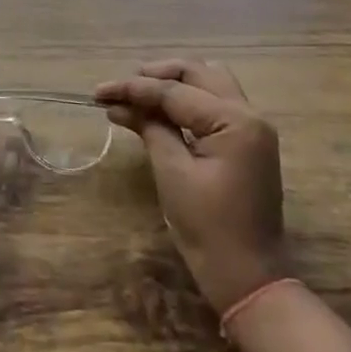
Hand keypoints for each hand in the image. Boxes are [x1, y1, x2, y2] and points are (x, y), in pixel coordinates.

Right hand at [95, 60, 288, 314]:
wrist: (249, 279)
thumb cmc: (209, 229)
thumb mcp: (173, 174)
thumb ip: (150, 128)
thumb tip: (119, 103)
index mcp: (235, 120)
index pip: (175, 90)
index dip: (134, 88)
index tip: (98, 91)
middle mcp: (249, 113)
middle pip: (197, 73)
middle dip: (156, 75)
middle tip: (121, 88)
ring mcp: (252, 127)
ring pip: (208, 82)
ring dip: (173, 83)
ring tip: (138, 95)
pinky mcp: (247, 142)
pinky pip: (214, 104)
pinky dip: (187, 101)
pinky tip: (160, 112)